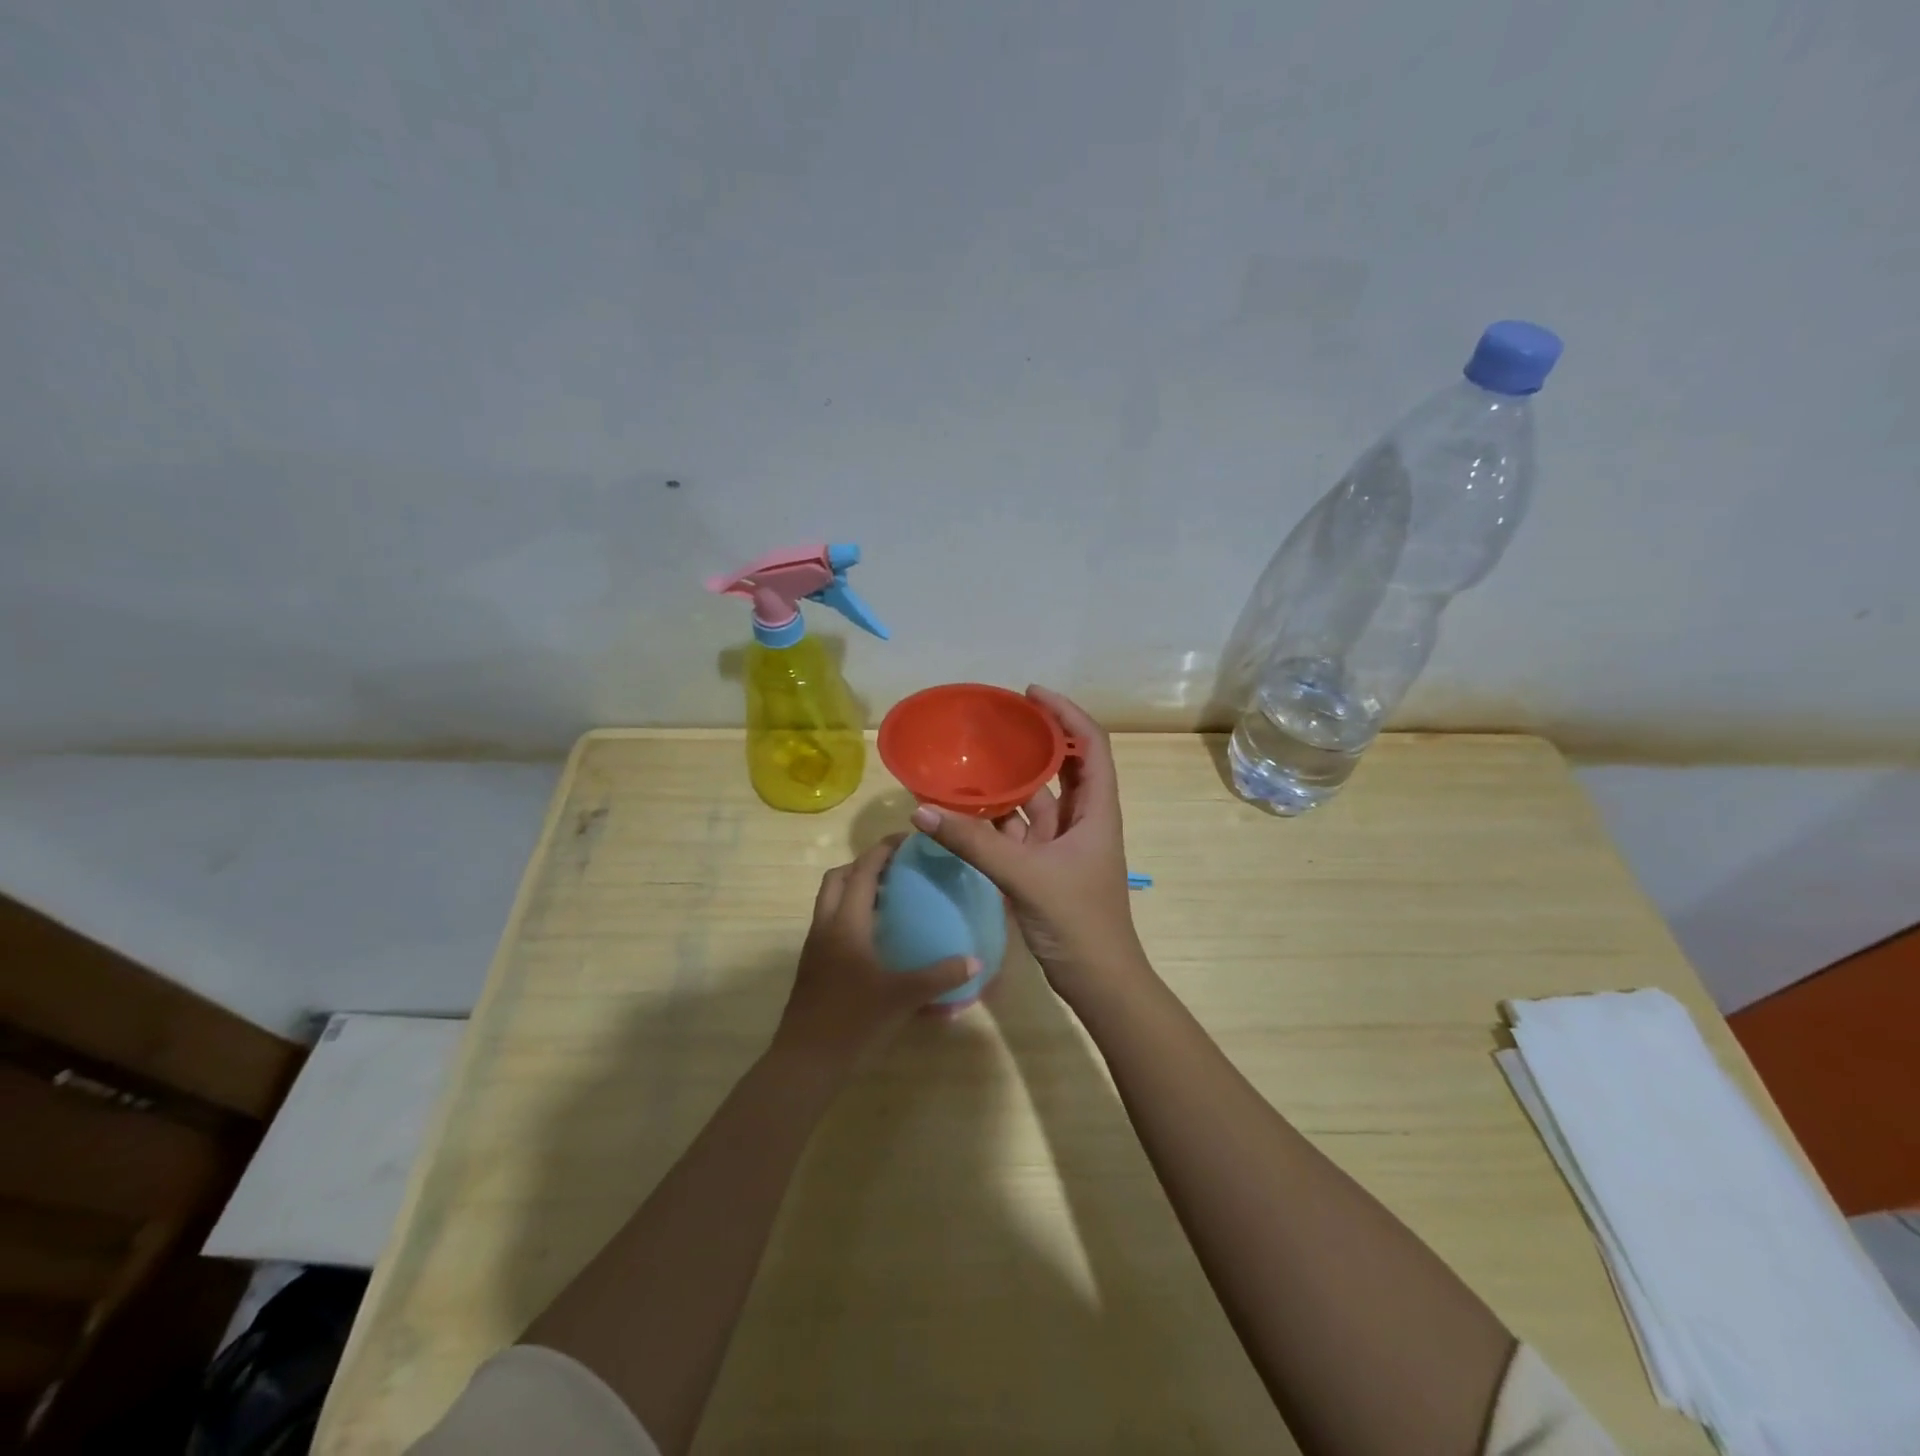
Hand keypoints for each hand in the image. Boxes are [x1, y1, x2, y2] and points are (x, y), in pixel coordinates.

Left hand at [771, 835, 976, 1074]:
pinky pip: (830, 922)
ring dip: (854, 888)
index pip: (862, 871)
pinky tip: (876, 935)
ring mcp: (815, 946)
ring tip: (890, 896)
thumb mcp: (902, 997)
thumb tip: (976, 961)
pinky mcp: (813, 965)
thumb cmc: (854, 1021)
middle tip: (896, 868)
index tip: (907, 840)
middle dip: (864, 864)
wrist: (806, 1062)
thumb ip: (940, 976)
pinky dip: (850, 913)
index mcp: (846, 923)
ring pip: (830, 900)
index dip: (882, 850)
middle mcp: (825, 926)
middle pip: (837, 878)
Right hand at [907, 685, 1147, 1008]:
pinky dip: (996, 818)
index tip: (1030, 695)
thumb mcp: (1025, 876)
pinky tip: (965, 809)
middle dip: (1034, 740)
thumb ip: (973, 843)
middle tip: (994, 722)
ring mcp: (1064, 843)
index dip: (1065, 713)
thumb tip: (921, 810)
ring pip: (1037, 799)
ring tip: (972, 758)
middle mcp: (1083, 818)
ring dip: (1010, 781)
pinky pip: (1019, 830)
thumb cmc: (1077, 921)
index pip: (1090, 744)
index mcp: (1096, 809)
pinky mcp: (1045, 865)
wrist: (1098, 981)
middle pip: (1063, 765)